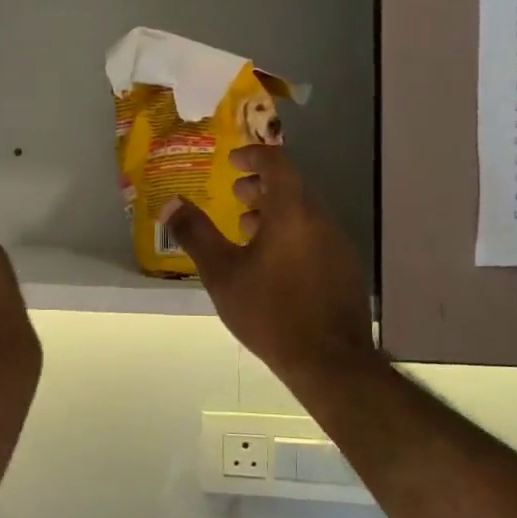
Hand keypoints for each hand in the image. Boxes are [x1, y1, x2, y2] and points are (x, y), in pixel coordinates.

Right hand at [164, 145, 377, 385]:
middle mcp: (320, 219)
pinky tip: (273, 264)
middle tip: (235, 195)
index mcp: (292, 212)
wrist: (329, 362)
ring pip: (304, 213)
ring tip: (247, 231)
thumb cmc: (270, 311)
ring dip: (275, 212)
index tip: (232, 161)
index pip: (277, 163)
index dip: (253, 155)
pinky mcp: (345, 269)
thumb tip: (171, 203)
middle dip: (261, 186)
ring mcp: (338, 245)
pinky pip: (315, 236)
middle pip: (291, 187)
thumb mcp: (221, 273)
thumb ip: (195, 234)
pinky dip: (291, 234)